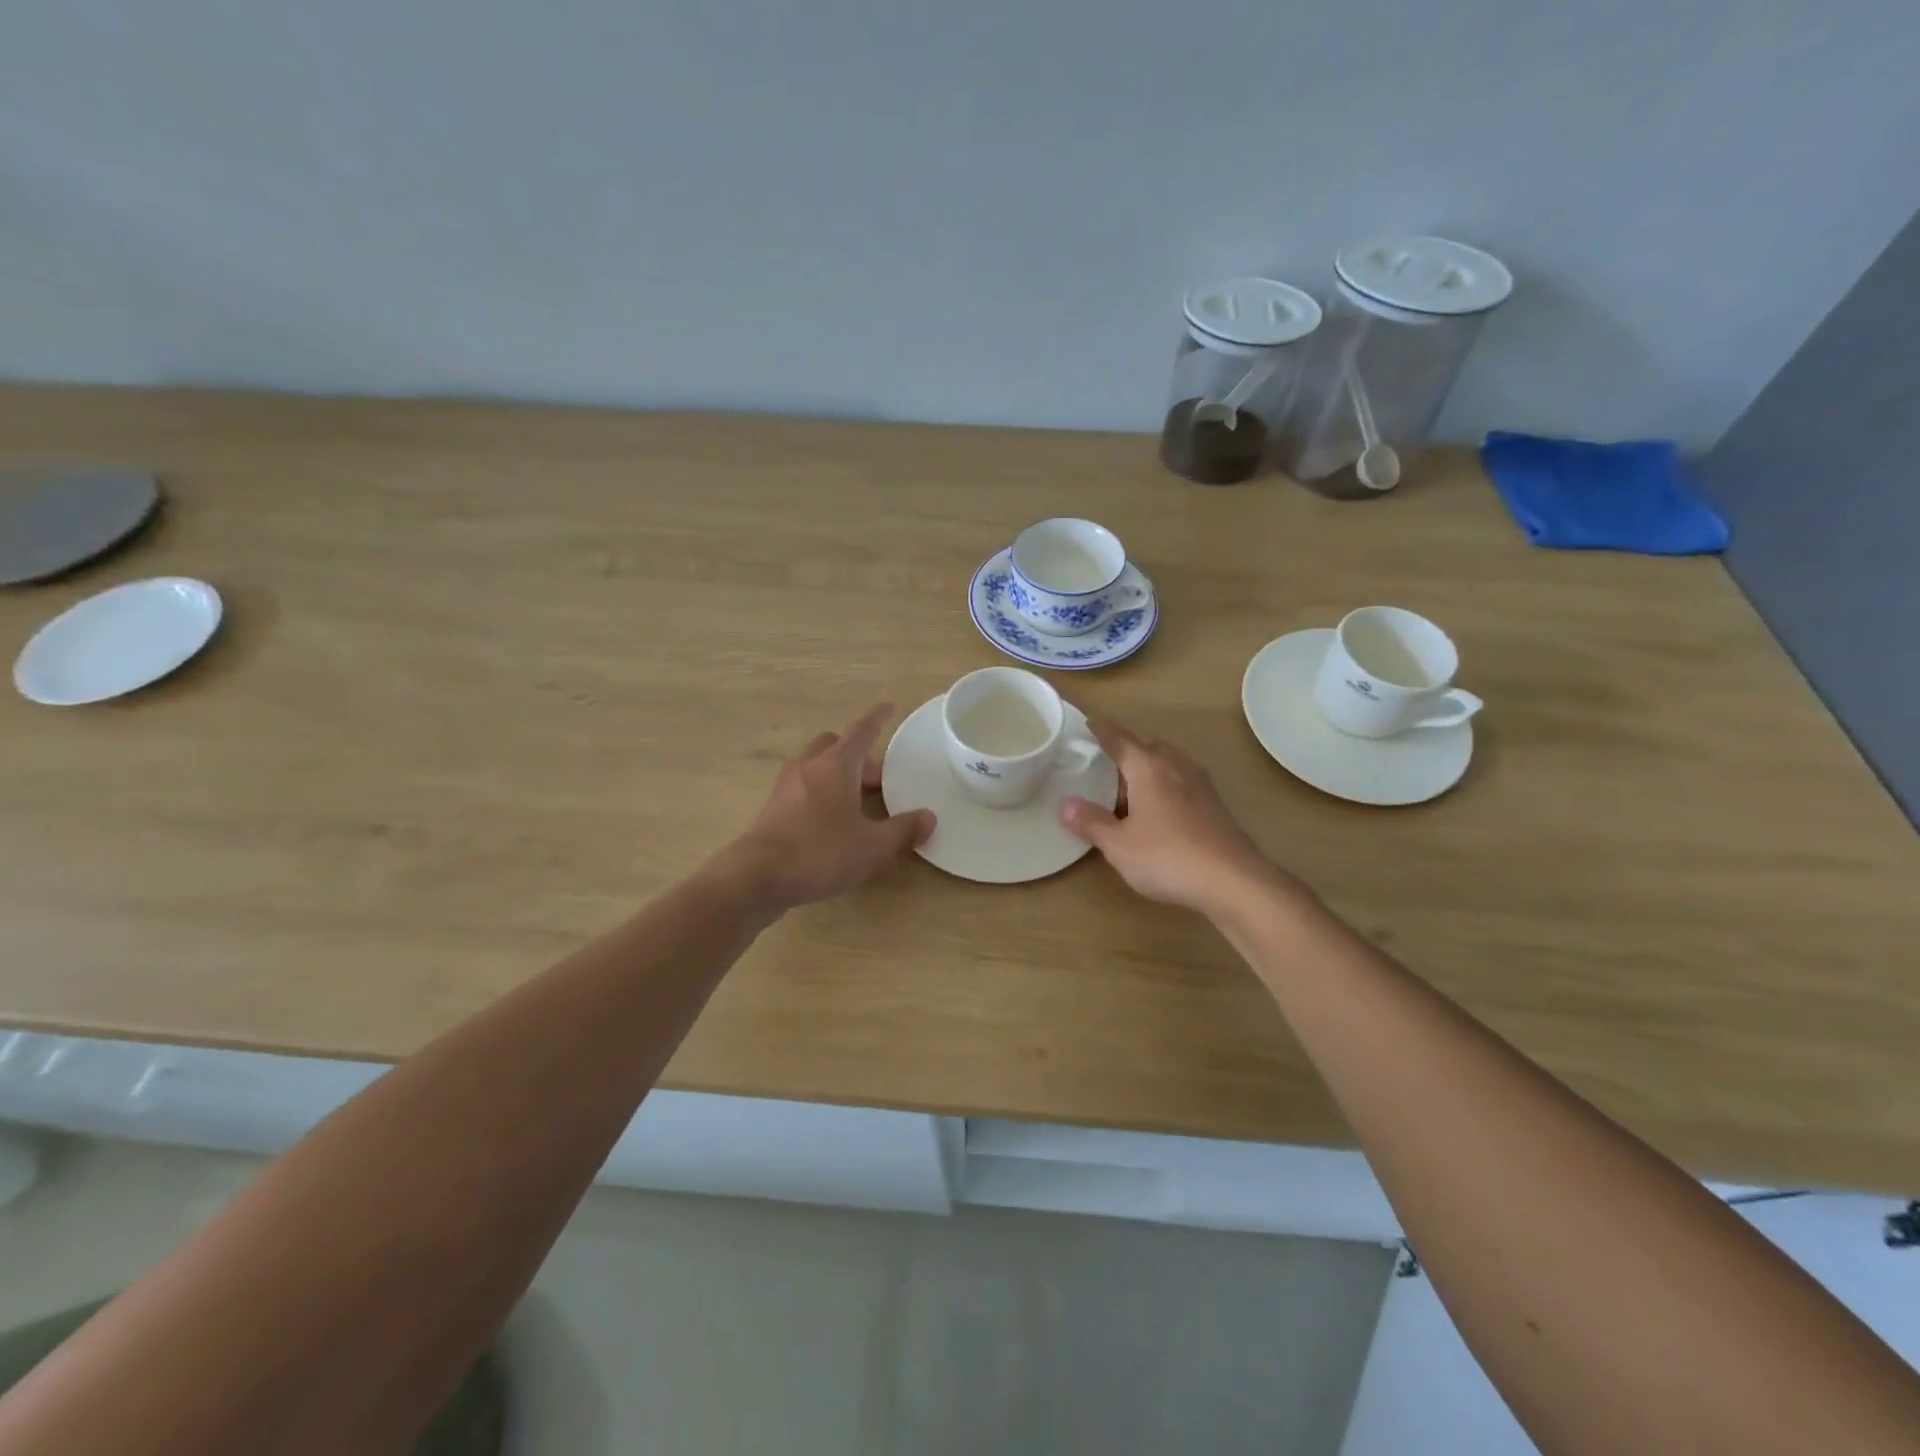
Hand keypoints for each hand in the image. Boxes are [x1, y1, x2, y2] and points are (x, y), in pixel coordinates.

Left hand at [726, 704, 934, 910]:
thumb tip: (928, 817)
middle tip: (877, 780)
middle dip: (857, 755)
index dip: (877, 719)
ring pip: (815, 766)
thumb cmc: (820, 852)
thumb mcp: (872, 846)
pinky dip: (821, 793)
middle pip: (834, 745)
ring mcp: (785, 787)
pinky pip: (802, 788)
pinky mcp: (772, 810)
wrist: (757, 878)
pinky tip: (831, 823)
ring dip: (837, 775)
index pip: (861, 731)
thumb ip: (903, 831)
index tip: (888, 707)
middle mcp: (808, 767)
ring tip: (856, 804)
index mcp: (835, 765)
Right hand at [1059, 719, 1289, 916]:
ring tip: (1129, 794)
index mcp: (1148, 766)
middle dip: (1126, 752)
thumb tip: (1065, 805)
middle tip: (1104, 769)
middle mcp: (1175, 766)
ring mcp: (1199, 784)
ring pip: (1167, 764)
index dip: (1101, 730)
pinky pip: (1181, 783)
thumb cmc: (1168, 856)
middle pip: (1146, 747)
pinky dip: (1164, 788)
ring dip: (1147, 771)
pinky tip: (1157, 814)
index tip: (1088, 722)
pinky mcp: (1214, 805)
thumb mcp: (1118, 844)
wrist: (1234, 881)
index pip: (1119, 738)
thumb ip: (1091, 822)